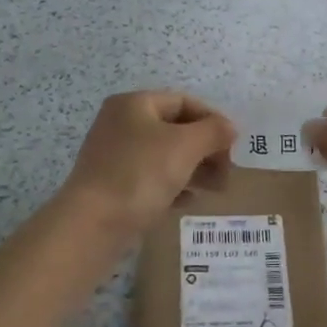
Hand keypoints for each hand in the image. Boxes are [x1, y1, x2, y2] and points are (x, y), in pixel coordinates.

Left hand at [60, 91, 234, 238]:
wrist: (92, 224)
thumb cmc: (140, 174)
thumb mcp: (185, 146)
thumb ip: (213, 131)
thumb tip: (229, 128)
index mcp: (134, 104)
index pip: (184, 102)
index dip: (213, 120)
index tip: (234, 146)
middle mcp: (120, 124)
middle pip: (175, 129)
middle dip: (206, 149)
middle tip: (227, 172)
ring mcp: (114, 156)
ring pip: (164, 156)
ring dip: (194, 169)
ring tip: (216, 189)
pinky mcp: (113, 185)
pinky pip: (151, 179)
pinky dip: (174, 186)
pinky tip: (189, 202)